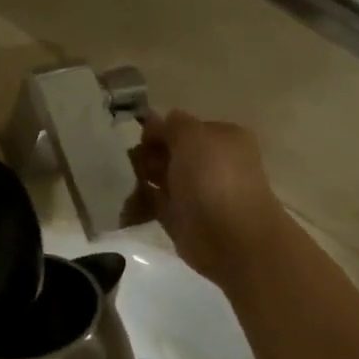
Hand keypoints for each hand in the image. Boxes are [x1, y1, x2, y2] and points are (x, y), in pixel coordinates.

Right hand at [130, 111, 291, 289]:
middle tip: (133, 163)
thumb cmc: (214, 178)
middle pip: (168, 151)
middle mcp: (210, 163)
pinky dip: (138, 203)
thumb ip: (171, 124)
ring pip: (159, 176)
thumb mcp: (192, 136)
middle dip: (147, 155)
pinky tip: (127, 203)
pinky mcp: (181, 218)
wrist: (231, 237)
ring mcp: (196, 191)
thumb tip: (155, 120)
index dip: (159, 130)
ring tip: (127, 182)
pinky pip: (153, 203)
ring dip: (140, 177)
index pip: (182, 127)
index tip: (141, 139)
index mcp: (221, 138)